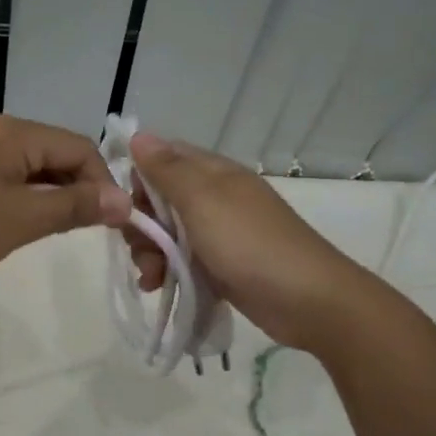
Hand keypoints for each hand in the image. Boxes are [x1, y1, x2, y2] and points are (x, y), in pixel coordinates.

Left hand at [0, 115, 131, 293]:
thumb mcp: (16, 222)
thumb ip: (72, 207)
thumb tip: (124, 201)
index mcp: (8, 131)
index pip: (78, 146)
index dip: (103, 183)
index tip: (113, 226)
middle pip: (53, 152)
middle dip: (77, 189)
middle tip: (85, 233)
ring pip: (27, 166)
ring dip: (48, 195)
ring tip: (53, 233)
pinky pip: (0, 175)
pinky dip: (19, 197)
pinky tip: (17, 225)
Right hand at [124, 132, 370, 352]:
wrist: (307, 301)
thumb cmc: (250, 244)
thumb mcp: (202, 200)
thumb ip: (167, 170)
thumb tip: (139, 135)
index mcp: (213, 173)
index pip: (163, 159)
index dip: (140, 179)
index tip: (128, 207)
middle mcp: (215, 198)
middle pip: (160, 200)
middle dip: (142, 224)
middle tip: (142, 248)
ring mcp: (219, 234)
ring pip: (167, 234)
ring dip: (150, 253)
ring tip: (151, 278)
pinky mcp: (220, 266)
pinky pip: (181, 261)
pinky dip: (166, 272)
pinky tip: (157, 288)